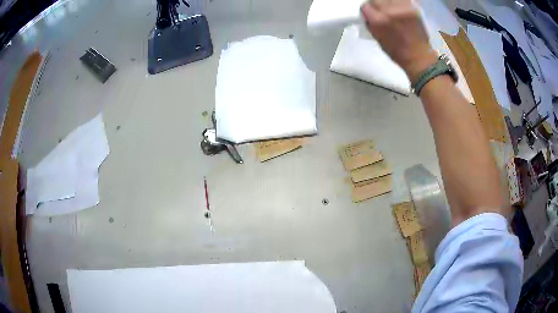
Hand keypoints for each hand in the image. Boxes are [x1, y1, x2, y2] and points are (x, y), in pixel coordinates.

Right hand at [361, 0, 437, 82]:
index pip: (365, 6)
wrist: (420, 57)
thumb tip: (367, 14)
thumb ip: (371, 23)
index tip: (371, 15)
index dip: (368, 11)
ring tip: (393, 12)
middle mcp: (390, 11)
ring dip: (388, 4)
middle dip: (377, 6)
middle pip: (376, 0)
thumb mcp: (378, 39)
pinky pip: (402, 1)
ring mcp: (403, 8)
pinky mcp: (413, 8)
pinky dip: (399, 4)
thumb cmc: (398, 52)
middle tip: (382, 13)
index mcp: (379, 21)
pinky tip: (401, 11)